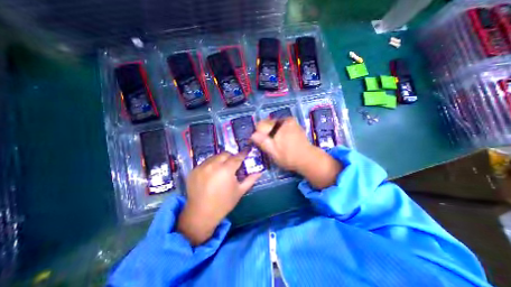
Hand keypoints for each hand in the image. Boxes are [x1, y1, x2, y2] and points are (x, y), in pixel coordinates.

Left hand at [178, 151, 260, 244]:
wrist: (201, 214)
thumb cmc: (224, 203)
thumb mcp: (240, 191)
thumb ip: (250, 179)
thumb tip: (260, 171)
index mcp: (226, 170)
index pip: (237, 157)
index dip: (243, 153)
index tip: (247, 150)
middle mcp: (213, 165)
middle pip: (225, 154)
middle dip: (231, 157)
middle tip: (233, 165)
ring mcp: (201, 167)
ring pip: (214, 157)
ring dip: (220, 160)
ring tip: (221, 170)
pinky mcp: (193, 170)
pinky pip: (205, 162)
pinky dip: (211, 165)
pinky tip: (211, 175)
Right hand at [251, 118, 340, 188]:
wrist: (308, 158)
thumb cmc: (289, 157)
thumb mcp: (273, 152)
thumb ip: (262, 142)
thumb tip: (252, 135)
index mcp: (278, 127)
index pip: (261, 125)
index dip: (257, 134)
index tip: (258, 142)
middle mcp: (284, 120)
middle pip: (267, 123)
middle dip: (265, 132)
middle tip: (268, 144)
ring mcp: (290, 121)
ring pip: (274, 124)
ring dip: (272, 132)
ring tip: (276, 142)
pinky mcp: (294, 124)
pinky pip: (281, 125)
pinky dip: (278, 131)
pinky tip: (282, 139)